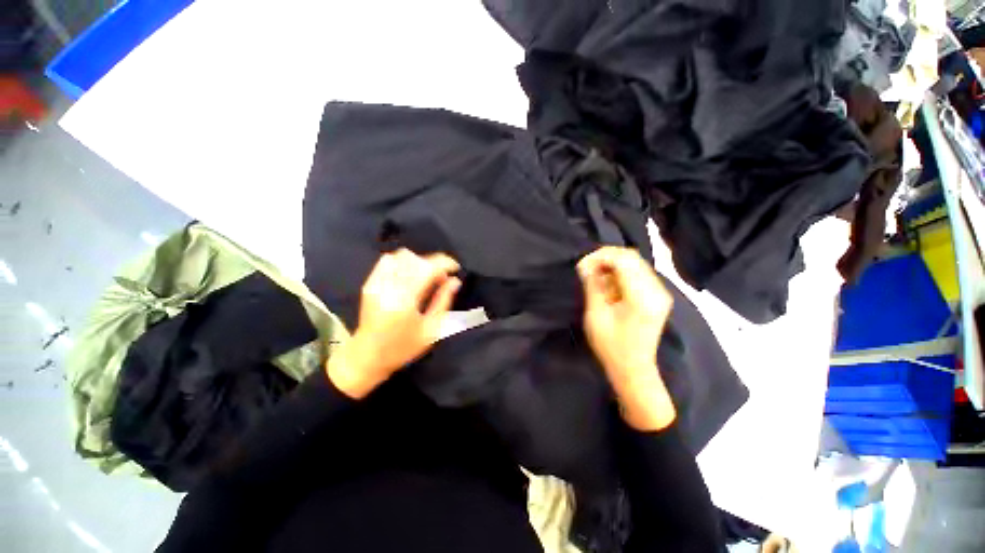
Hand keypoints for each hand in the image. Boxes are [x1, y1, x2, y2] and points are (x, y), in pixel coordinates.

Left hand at [327, 249, 461, 398]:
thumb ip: (444, 302)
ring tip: (426, 276)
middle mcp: (389, 287)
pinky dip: (403, 262)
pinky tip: (410, 274)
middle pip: (416, 259)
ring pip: (402, 256)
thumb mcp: (431, 330)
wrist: (367, 356)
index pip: (427, 268)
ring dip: (419, 261)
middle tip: (442, 277)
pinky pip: (388, 261)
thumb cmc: (403, 347)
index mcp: (405, 300)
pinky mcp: (370, 283)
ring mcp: (377, 283)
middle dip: (434, 263)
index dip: (445, 263)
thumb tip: (454, 281)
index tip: (455, 268)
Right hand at [577, 246, 675, 430]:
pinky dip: (620, 273)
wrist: (633, 368)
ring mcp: (660, 292)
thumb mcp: (596, 315)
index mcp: (642, 297)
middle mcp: (657, 290)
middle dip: (605, 259)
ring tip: (595, 278)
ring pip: (635, 263)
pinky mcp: (658, 296)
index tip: (581, 266)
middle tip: (586, 270)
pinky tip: (608, 285)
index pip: (623, 260)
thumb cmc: (611, 346)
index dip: (600, 257)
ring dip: (612, 266)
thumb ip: (593, 286)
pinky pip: (638, 273)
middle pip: (631, 257)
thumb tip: (586, 265)